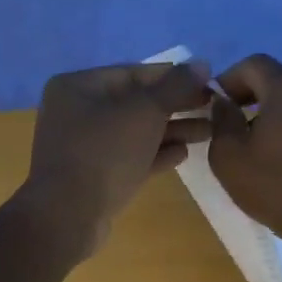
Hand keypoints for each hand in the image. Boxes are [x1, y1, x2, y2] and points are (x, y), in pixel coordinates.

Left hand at [16, 60, 212, 261]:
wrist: (68, 217)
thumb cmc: (104, 154)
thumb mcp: (144, 113)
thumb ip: (175, 86)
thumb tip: (203, 63)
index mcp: (78, 87)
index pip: (134, 73)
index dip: (174, 77)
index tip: (209, 83)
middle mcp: (77, 112)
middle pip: (136, 103)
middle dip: (176, 106)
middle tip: (214, 109)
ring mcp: (84, 147)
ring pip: (135, 132)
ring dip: (172, 131)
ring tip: (210, 132)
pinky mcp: (94, 176)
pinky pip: (130, 157)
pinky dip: (155, 154)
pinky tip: (184, 154)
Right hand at [207, 53, 281, 252]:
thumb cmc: (277, 187)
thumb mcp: (230, 157)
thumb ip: (221, 122)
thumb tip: (223, 104)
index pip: (252, 64)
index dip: (227, 81)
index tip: (213, 107)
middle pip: (274, 80)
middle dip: (247, 98)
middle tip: (228, 128)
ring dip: (268, 115)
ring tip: (252, 147)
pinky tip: (278, 157)